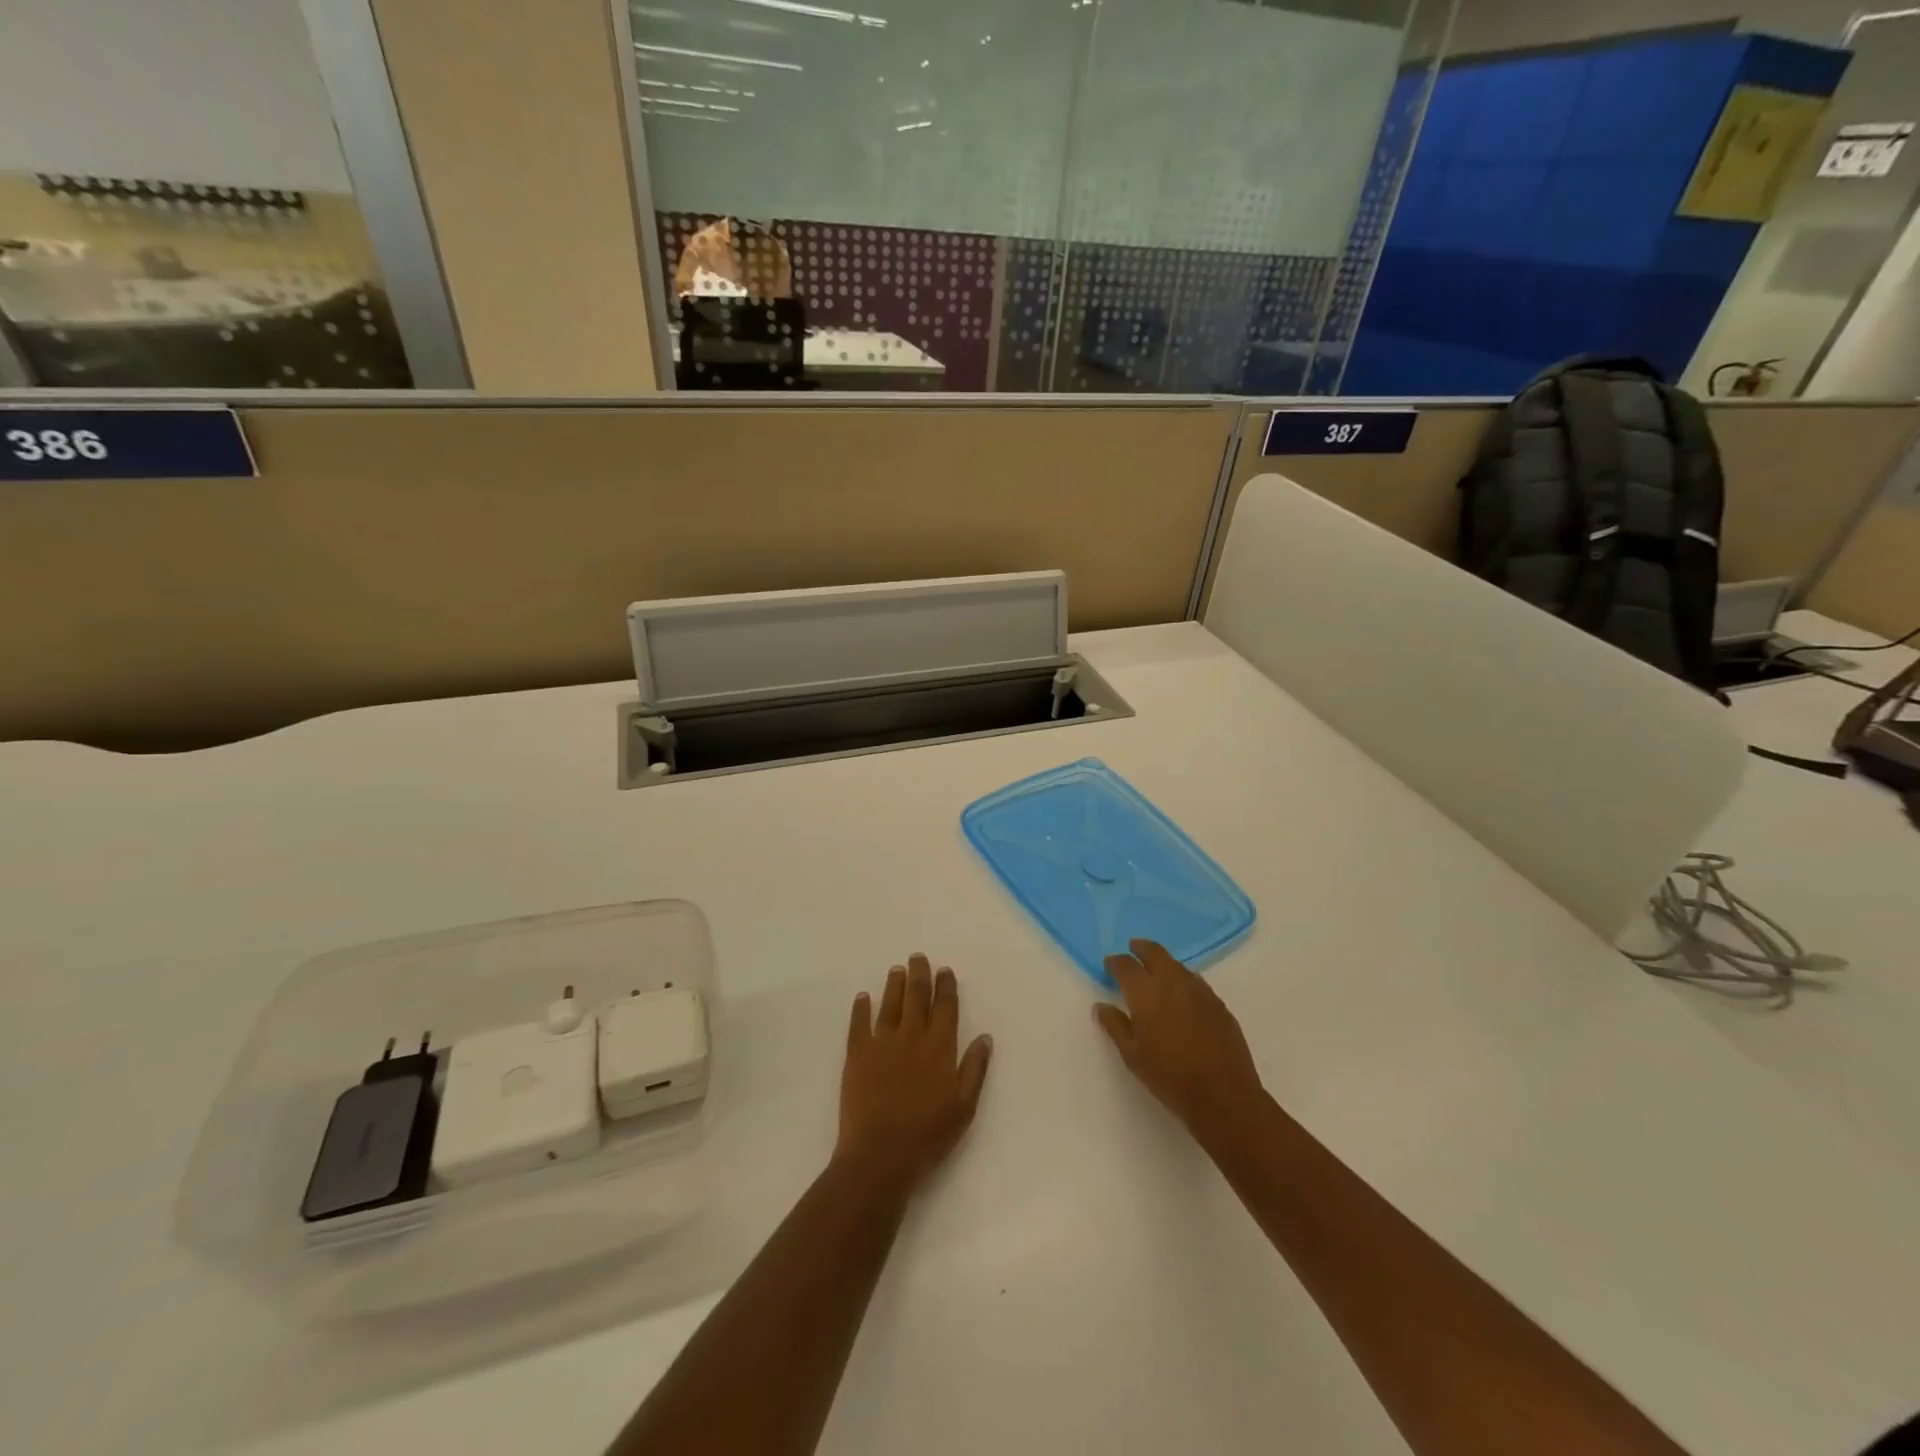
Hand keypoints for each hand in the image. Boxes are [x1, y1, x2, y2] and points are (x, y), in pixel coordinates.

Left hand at [836, 953, 992, 1196]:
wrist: (880, 1155)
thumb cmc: (928, 1135)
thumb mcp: (964, 1107)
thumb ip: (975, 1069)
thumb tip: (984, 1037)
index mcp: (939, 1048)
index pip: (945, 1007)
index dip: (946, 986)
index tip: (945, 970)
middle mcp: (911, 1036)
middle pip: (916, 997)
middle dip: (919, 975)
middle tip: (918, 958)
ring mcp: (882, 1043)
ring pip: (890, 1004)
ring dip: (894, 984)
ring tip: (896, 969)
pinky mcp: (857, 1054)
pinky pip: (859, 1023)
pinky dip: (861, 1008)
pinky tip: (863, 997)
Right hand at [1096, 940, 1264, 1142]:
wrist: (1223, 1096)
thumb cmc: (1169, 1077)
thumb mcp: (1132, 1055)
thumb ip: (1115, 1025)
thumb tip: (1101, 1006)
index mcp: (1146, 993)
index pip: (1126, 965)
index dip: (1115, 962)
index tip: (1109, 964)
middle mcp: (1173, 983)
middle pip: (1155, 952)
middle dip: (1141, 948)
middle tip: (1132, 949)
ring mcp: (1200, 991)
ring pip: (1177, 965)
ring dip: (1163, 962)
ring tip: (1156, 971)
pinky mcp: (1219, 1004)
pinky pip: (1196, 981)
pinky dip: (1183, 979)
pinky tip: (1182, 994)